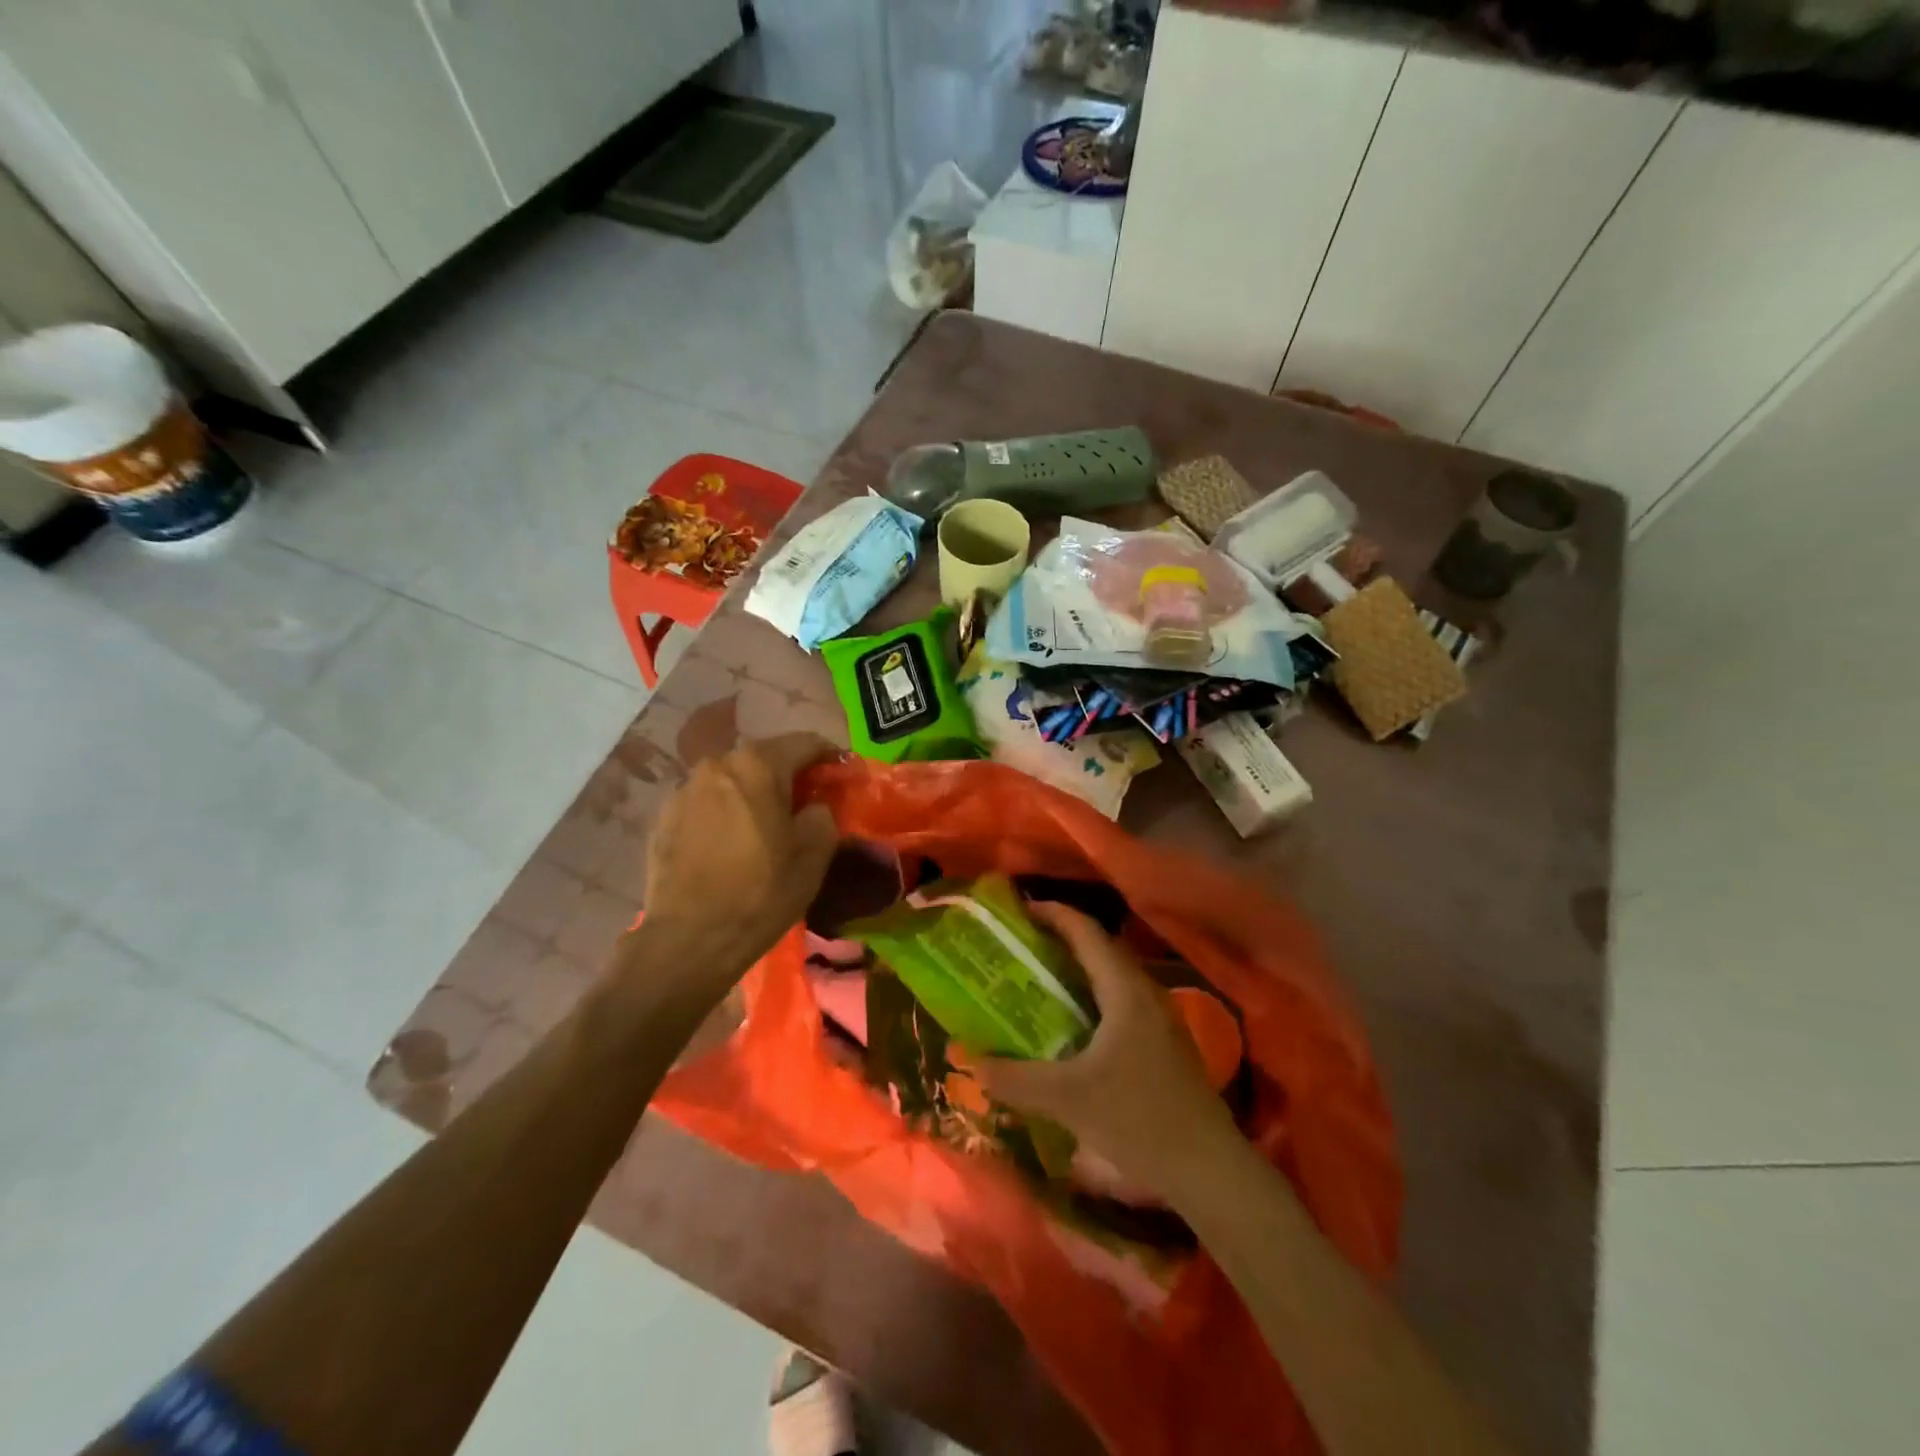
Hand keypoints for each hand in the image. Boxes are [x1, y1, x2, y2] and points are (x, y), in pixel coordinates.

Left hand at [639, 734, 839, 1000]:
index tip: (842, 774)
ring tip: (766, 825)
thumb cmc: (760, 893)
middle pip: (764, 759)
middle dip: (789, 775)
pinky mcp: (663, 818)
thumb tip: (814, 807)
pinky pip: (706, 804)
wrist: (688, 940)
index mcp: (758, 765)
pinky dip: (725, 813)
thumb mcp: (813, 855)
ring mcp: (684, 790)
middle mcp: (717, 764)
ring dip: (753, 794)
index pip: (805, 743)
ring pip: (732, 780)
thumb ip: (823, 815)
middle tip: (806, 804)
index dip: (830, 756)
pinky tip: (732, 844)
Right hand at [974, 902, 1241, 1203]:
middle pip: (1099, 948)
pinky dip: (1091, 997)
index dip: (1052, 913)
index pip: (1086, 931)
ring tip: (1038, 979)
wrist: (1209, 1170)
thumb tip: (973, 1062)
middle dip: (1059, 939)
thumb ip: (1016, 1079)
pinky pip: (1120, 1001)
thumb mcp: (1067, 1099)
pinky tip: (1072, 1026)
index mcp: (1124, 990)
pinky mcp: (1164, 1043)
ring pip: (1112, 976)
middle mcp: (1144, 992)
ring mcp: (1159, 1018)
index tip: (1018, 910)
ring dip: (1077, 969)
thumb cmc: (1138, 1119)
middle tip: (1020, 945)